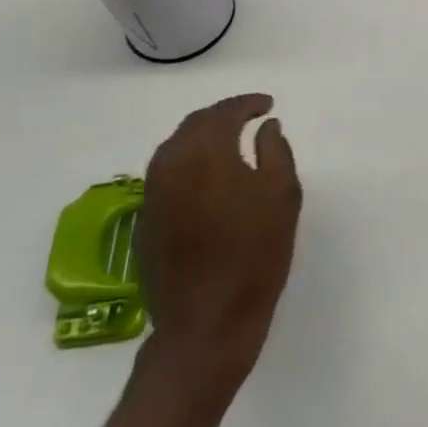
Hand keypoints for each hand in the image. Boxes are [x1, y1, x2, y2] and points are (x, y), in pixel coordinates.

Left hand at [137, 93, 301, 392]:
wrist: (206, 323)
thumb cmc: (254, 254)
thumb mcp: (282, 195)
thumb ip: (275, 151)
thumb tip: (266, 127)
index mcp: (204, 153)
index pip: (223, 113)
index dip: (247, 103)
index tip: (268, 105)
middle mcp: (169, 166)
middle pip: (194, 125)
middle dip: (223, 116)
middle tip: (250, 118)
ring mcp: (152, 195)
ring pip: (175, 149)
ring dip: (202, 138)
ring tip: (231, 144)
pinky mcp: (145, 222)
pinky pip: (167, 175)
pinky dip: (189, 165)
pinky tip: (209, 179)